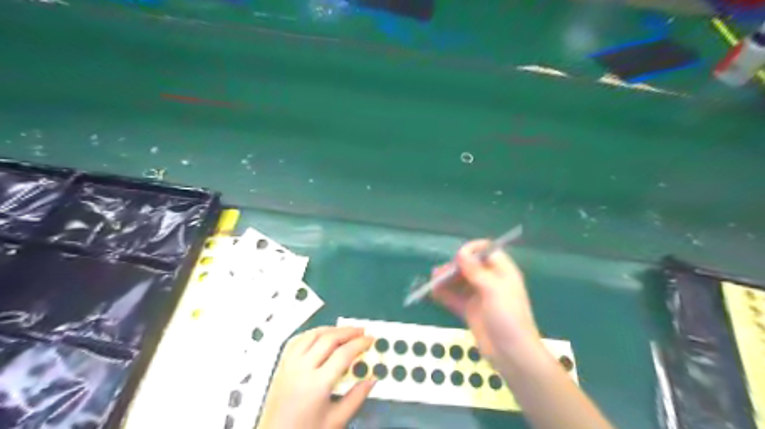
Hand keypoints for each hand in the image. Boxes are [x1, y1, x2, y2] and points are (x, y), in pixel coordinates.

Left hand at [258, 326, 375, 426]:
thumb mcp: (336, 421)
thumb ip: (356, 398)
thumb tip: (372, 378)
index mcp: (317, 384)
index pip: (343, 354)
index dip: (360, 344)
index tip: (371, 339)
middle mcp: (301, 369)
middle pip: (328, 339)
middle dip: (348, 332)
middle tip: (362, 331)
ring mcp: (289, 365)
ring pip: (312, 335)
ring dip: (331, 329)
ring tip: (345, 331)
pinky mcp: (281, 365)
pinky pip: (297, 340)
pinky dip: (312, 333)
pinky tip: (321, 335)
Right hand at [433, 240, 540, 362]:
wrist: (511, 353)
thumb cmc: (507, 317)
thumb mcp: (493, 290)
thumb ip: (475, 270)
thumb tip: (461, 252)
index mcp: (502, 272)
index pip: (487, 252)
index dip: (472, 250)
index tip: (458, 256)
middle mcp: (490, 281)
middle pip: (470, 266)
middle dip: (454, 267)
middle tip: (440, 272)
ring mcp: (479, 297)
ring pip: (460, 282)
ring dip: (446, 280)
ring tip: (432, 281)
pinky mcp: (470, 310)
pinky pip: (455, 298)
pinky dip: (444, 294)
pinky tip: (433, 292)